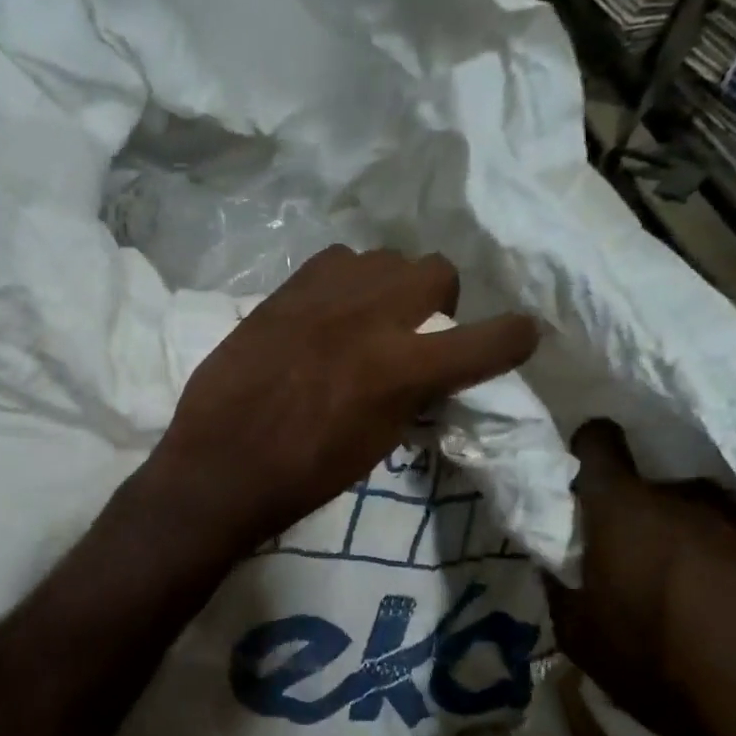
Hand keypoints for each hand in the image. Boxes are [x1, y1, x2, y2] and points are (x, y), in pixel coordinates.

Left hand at [139, 245, 538, 550]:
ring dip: (388, 285)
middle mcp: (371, 318)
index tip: (514, 339)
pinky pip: (334, 261)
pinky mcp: (283, 293)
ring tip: (365, 318)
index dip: (513, 338)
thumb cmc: (301, 477)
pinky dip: (343, 281)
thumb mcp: (375, 446)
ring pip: (383, 257)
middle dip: (438, 300)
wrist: (220, 467)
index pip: (488, 339)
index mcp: (402, 369)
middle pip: (436, 270)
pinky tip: (325, 312)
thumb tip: (426, 375)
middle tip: (415, 329)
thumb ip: (410, 398)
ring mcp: (323, 297)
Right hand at [549, 421, 735, 735]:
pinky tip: (726, 609)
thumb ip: (562, 589)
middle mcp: (686, 498)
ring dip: (684, 539)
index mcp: (624, 510)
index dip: (588, 450)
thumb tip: (556, 566)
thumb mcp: (582, 638)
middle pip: (651, 488)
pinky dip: (727, 563)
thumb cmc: (660, 666)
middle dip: (635, 515)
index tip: (583, 474)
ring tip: (680, 590)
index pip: (598, 444)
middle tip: (626, 560)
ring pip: (699, 514)